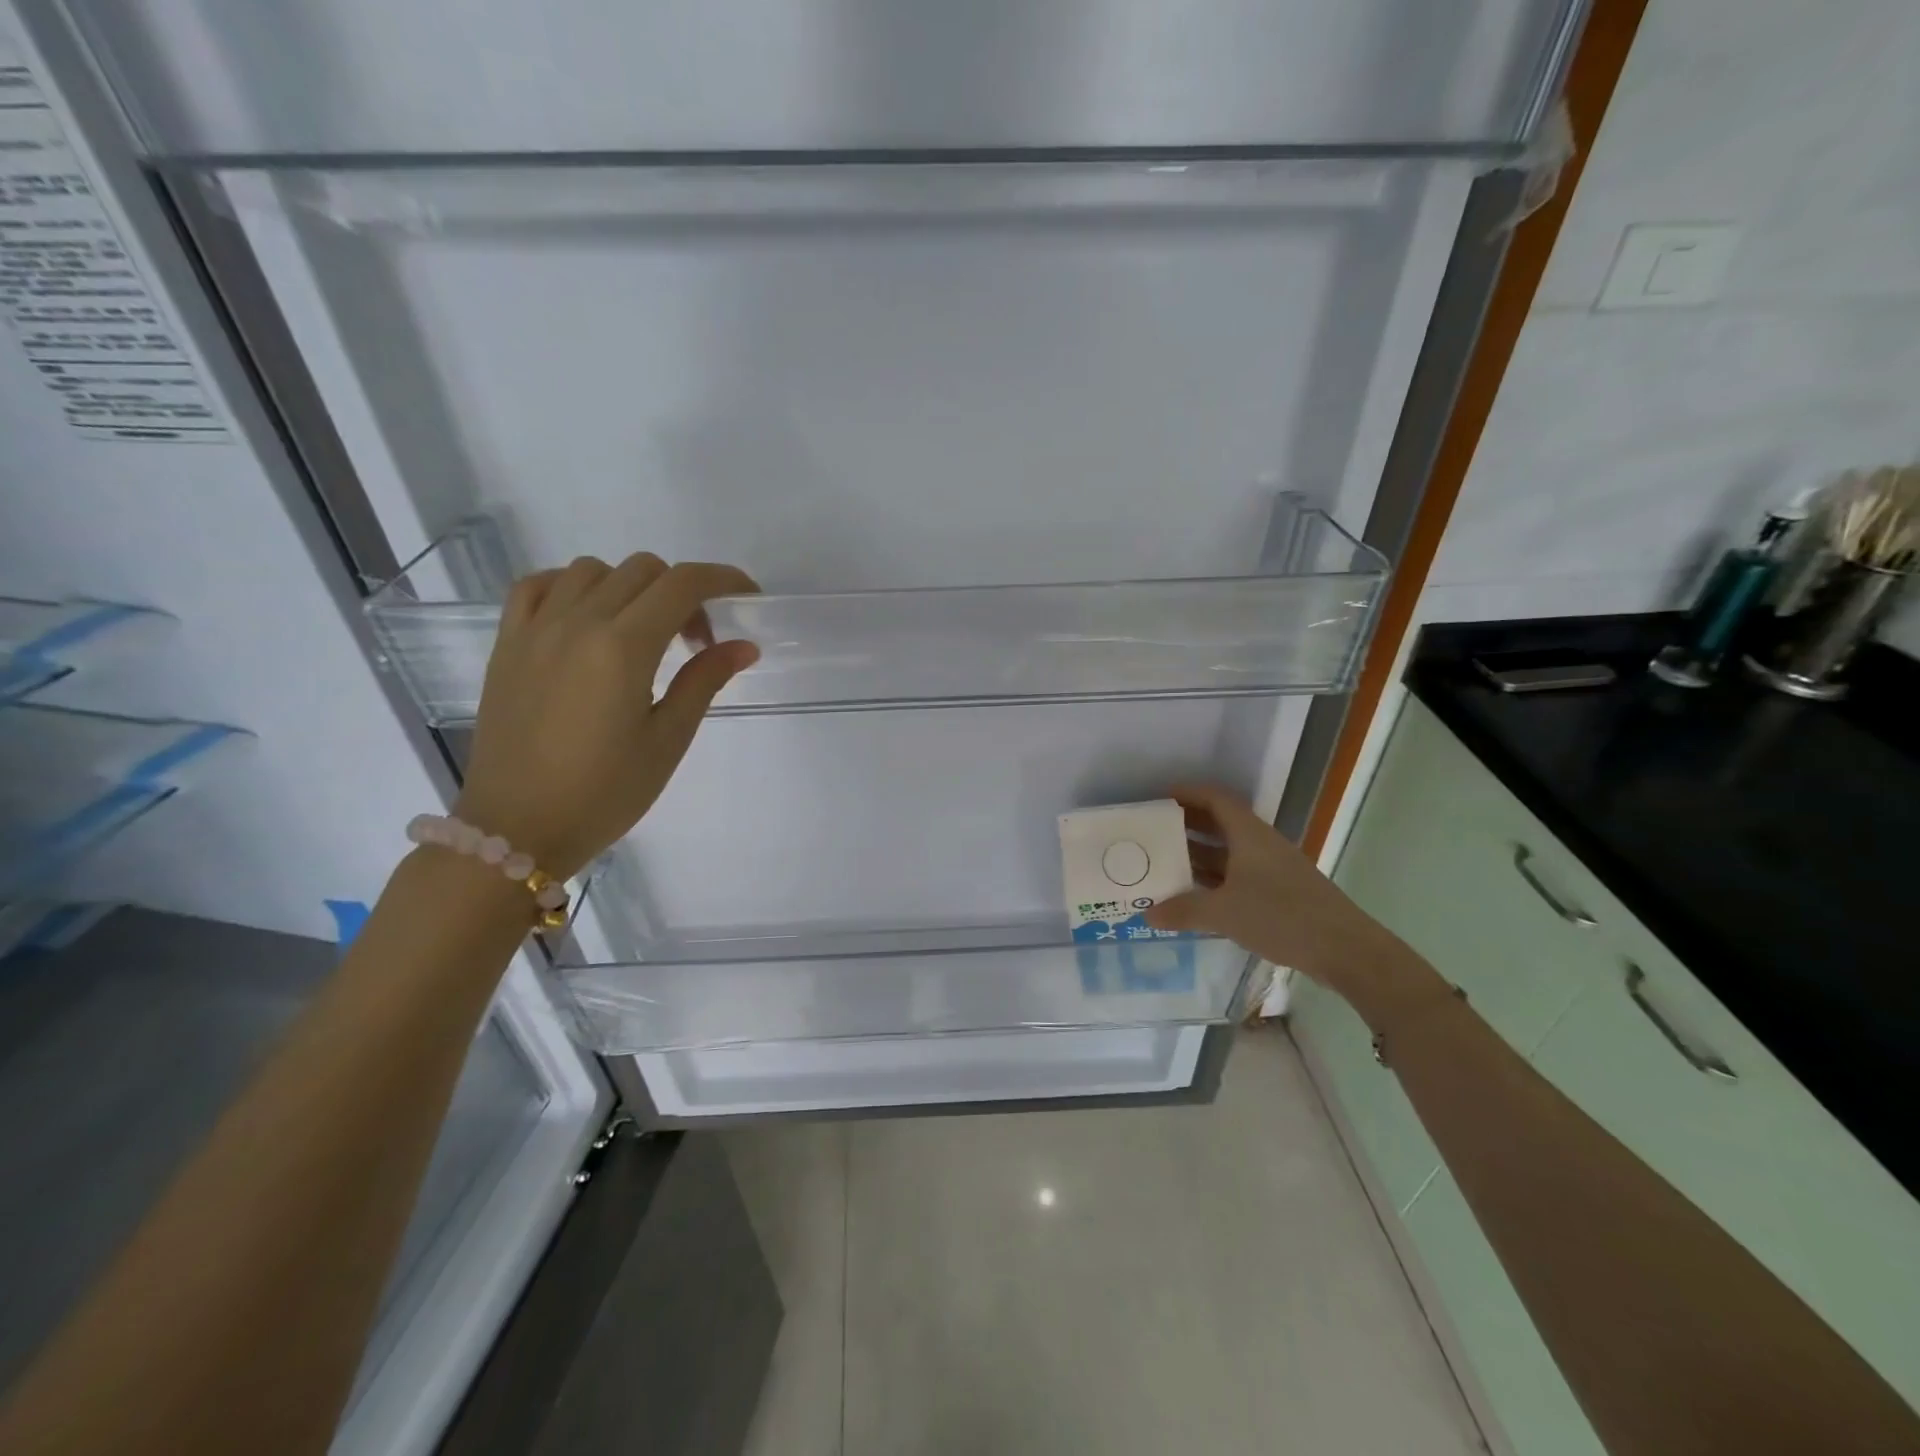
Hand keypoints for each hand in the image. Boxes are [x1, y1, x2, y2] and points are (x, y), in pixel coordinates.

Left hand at [455, 552, 759, 879]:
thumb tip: (742, 646)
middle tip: (695, 641)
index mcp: (623, 648)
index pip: (682, 584)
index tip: (746, 596)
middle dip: (682, 592)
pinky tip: (587, 618)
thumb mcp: (668, 740)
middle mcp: (577, 623)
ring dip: (631, 587)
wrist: (518, 829)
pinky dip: (572, 586)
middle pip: (642, 570)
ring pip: (593, 570)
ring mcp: (535, 629)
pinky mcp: (507, 644)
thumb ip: (704, 681)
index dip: (723, 579)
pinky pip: (538, 586)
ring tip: (642, 632)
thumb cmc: (605, 793)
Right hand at [1143, 784, 1418, 1017]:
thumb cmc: (1282, 916)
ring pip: (1229, 852)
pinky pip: (1238, 875)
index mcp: (1248, 835)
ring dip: (1199, 854)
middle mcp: (1260, 845)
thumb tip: (1147, 914)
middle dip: (1187, 825)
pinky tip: (1196, 896)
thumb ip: (1184, 911)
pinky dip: (1215, 879)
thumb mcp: (1224, 913)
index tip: (1158, 799)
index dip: (1187, 794)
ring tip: (1165, 863)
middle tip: (1153, 833)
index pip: (1215, 799)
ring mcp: (1272, 869)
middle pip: (1220, 823)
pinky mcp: (1280, 893)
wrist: (1345, 950)